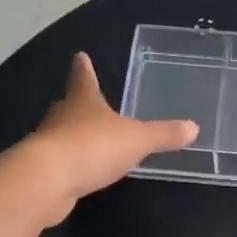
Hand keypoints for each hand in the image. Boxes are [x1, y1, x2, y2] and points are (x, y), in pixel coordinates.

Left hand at [21, 53, 198, 223]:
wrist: (47, 180)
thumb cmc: (92, 147)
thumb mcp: (137, 140)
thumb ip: (163, 135)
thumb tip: (193, 127)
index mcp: (83, 101)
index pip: (84, 78)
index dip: (84, 67)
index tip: (80, 56)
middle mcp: (61, 117)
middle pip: (69, 105)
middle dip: (78, 104)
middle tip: (85, 101)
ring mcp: (48, 143)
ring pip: (62, 134)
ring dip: (73, 136)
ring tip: (89, 141)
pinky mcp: (43, 171)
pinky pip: (61, 162)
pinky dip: (71, 164)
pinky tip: (80, 172)